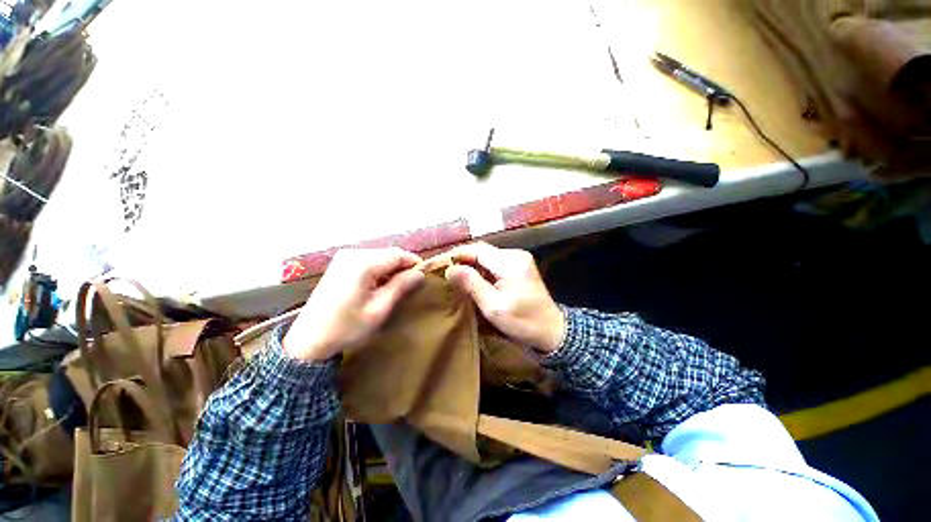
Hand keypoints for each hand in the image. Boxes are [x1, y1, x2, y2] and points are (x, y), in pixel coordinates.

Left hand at [283, 248, 424, 361]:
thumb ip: (401, 287)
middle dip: (403, 267)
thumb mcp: (379, 309)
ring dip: (391, 269)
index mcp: (363, 263)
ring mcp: (344, 258)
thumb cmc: (347, 327)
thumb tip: (421, 273)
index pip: (398, 254)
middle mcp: (353, 254)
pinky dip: (379, 270)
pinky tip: (379, 285)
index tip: (424, 276)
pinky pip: (368, 261)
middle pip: (388, 253)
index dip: (414, 263)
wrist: (308, 340)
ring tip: (396, 288)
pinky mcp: (340, 264)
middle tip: (411, 285)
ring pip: (379, 256)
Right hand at [444, 242, 564, 353]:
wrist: (553, 330)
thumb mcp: (493, 306)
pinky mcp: (520, 267)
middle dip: (462, 259)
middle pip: (482, 251)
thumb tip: (450, 269)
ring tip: (454, 275)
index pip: (476, 250)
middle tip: (444, 271)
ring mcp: (519, 259)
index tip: (439, 264)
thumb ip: (471, 284)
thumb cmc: (523, 322)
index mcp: (510, 262)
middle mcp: (515, 255)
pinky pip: (495, 263)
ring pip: (487, 256)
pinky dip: (481, 269)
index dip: (456, 254)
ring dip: (471, 264)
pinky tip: (472, 279)